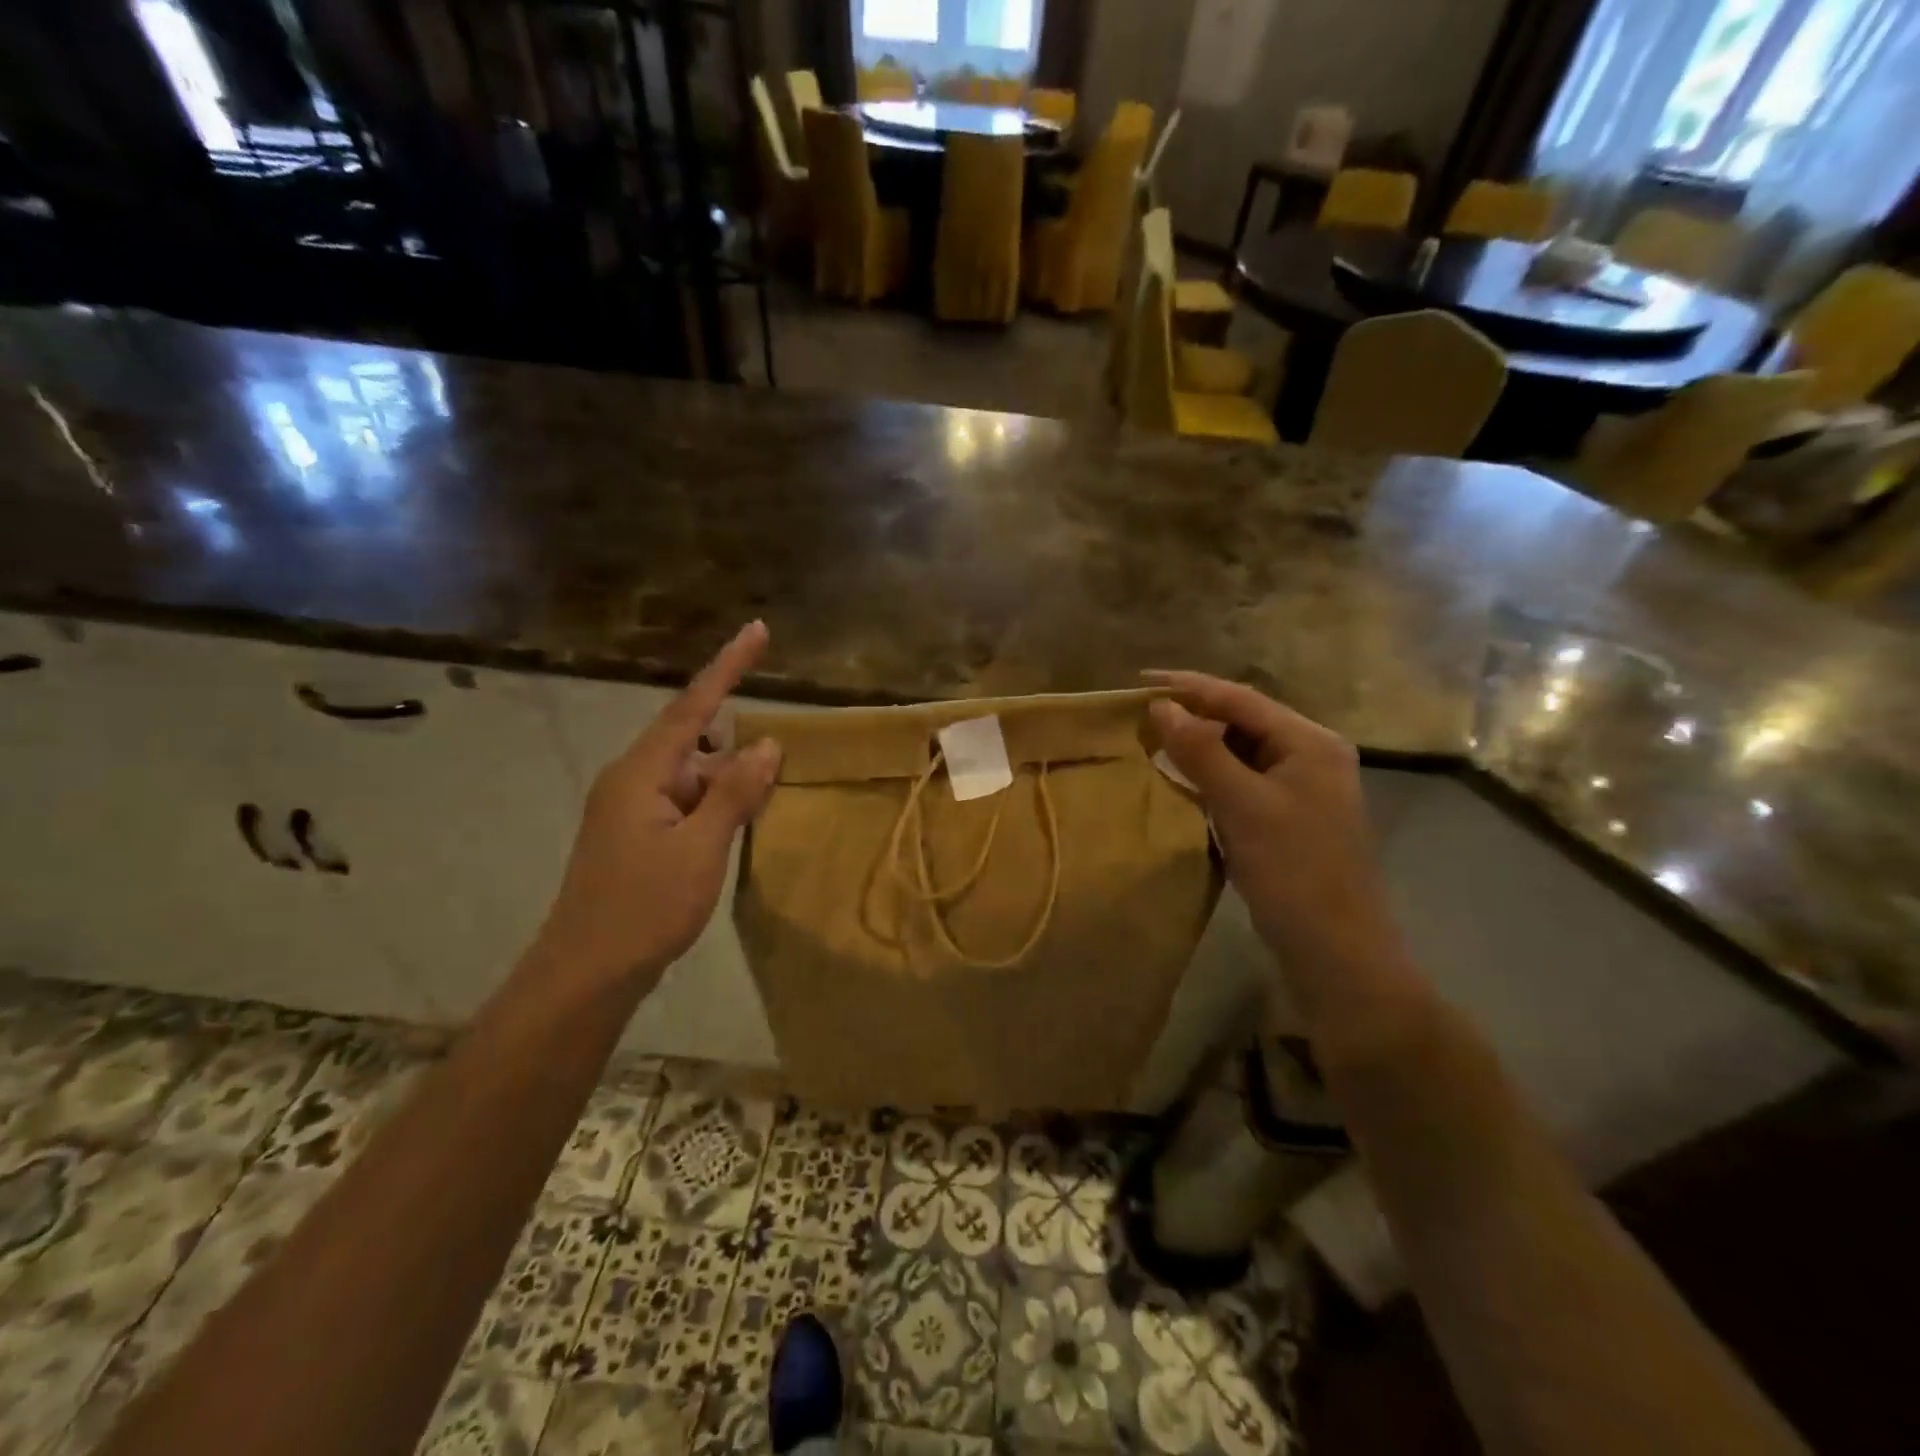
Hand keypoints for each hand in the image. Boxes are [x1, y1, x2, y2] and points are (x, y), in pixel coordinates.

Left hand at [532, 622, 782, 992]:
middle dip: (736, 750)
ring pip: (691, 778)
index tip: (757, 630)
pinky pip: (684, 804)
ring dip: (727, 785)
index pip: (692, 707)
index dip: (728, 667)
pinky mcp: (636, 836)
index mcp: (641, 773)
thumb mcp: (702, 848)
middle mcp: (631, 780)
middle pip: (693, 743)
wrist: (586, 974)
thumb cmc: (644, 908)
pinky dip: (714, 807)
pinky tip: (737, 827)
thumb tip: (766, 743)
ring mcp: (630, 810)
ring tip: (762, 804)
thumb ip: (735, 793)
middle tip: (777, 768)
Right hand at [1147, 672, 1407, 993]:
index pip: (1241, 699)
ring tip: (1154, 738)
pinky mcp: (1290, 816)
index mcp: (1310, 742)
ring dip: (1201, 744)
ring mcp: (1303, 788)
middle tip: (1141, 713)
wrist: (1336, 950)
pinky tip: (1185, 779)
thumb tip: (1160, 706)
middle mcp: (1311, 755)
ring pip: (1242, 751)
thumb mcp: (1242, 805)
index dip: (1189, 687)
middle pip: (1243, 721)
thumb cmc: (1292, 870)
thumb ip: (1200, 750)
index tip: (1139, 681)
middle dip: (1193, 714)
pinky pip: (1245, 780)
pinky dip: (1213, 775)